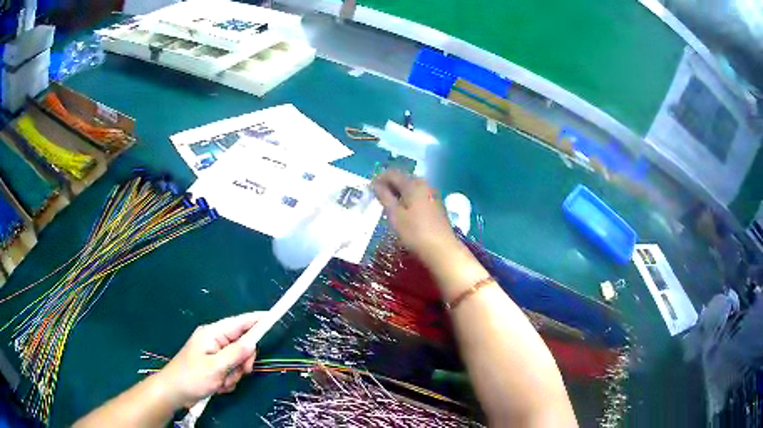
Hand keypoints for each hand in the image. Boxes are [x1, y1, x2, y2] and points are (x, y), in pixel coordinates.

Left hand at [157, 312, 264, 407]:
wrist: (174, 392)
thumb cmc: (192, 377)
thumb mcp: (215, 367)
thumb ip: (236, 354)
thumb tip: (253, 341)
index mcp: (212, 334)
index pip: (239, 323)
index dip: (256, 320)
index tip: (273, 317)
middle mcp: (214, 341)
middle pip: (242, 345)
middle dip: (243, 361)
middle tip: (240, 372)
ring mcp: (214, 354)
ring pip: (238, 361)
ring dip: (234, 375)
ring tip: (221, 382)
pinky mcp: (214, 366)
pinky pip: (231, 371)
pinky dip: (228, 380)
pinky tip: (218, 386)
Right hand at [372, 170, 460, 261]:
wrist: (442, 249)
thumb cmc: (415, 232)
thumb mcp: (395, 215)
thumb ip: (384, 197)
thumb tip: (375, 184)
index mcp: (413, 184)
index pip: (392, 174)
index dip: (379, 178)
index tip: (369, 188)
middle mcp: (424, 185)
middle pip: (403, 179)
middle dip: (389, 185)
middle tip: (377, 197)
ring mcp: (432, 194)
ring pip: (411, 188)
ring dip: (398, 193)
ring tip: (388, 205)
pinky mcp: (436, 205)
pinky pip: (418, 196)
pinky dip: (408, 199)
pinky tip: (403, 211)